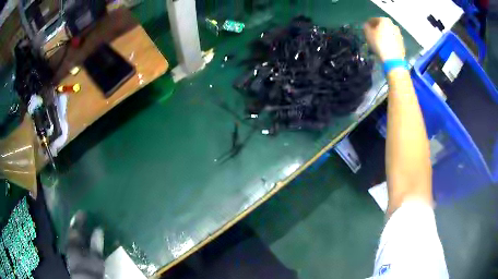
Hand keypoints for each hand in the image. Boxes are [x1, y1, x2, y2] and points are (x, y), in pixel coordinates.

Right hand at [364, 17, 405, 61]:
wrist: (393, 59)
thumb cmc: (379, 44)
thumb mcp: (368, 34)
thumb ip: (366, 27)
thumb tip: (367, 25)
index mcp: (384, 20)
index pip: (374, 19)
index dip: (369, 24)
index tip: (366, 29)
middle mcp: (393, 24)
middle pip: (383, 25)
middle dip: (378, 29)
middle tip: (373, 35)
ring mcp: (399, 34)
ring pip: (389, 32)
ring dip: (384, 35)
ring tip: (380, 42)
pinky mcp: (402, 42)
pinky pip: (393, 39)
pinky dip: (389, 40)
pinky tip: (386, 46)